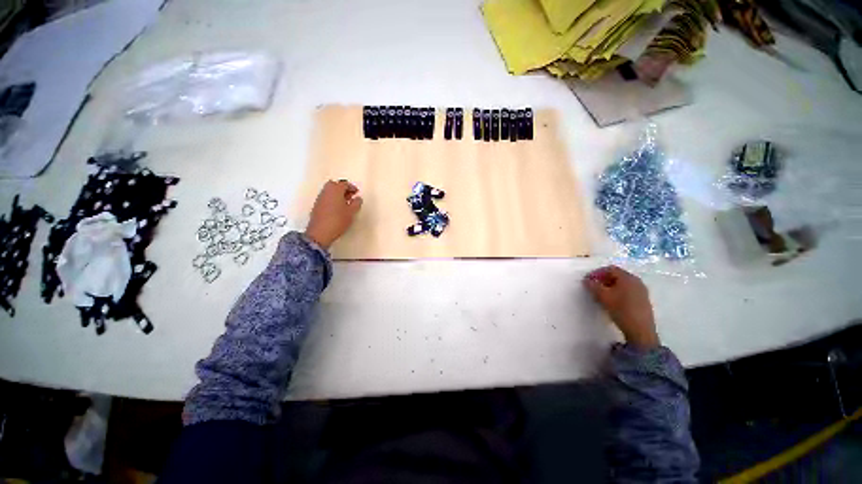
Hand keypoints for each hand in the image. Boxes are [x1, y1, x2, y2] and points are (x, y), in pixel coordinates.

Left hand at [304, 180, 363, 249]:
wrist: (320, 232)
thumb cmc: (338, 220)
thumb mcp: (351, 212)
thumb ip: (356, 203)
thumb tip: (358, 198)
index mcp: (335, 190)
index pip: (344, 184)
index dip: (352, 187)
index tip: (357, 192)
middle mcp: (326, 191)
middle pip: (334, 185)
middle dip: (343, 188)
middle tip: (350, 195)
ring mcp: (320, 198)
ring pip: (329, 191)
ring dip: (337, 194)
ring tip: (345, 203)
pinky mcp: (317, 206)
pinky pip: (326, 197)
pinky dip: (332, 199)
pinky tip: (338, 208)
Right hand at [583, 266, 658, 349]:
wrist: (640, 330)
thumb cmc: (621, 310)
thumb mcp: (603, 297)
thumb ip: (593, 286)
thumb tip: (587, 280)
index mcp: (627, 277)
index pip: (610, 269)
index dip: (597, 272)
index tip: (587, 280)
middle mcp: (636, 281)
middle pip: (617, 275)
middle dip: (603, 279)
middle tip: (593, 286)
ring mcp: (641, 291)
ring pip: (622, 283)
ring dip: (609, 286)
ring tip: (600, 294)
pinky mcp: (643, 300)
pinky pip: (627, 290)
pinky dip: (617, 292)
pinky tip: (611, 301)